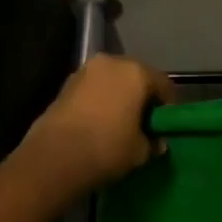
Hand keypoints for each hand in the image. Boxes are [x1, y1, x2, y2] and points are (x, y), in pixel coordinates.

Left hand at [22, 54, 177, 193]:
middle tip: (142, 123)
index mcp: (137, 72)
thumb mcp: (140, 151)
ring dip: (118, 97)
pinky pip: (93, 89)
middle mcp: (112, 63)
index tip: (163, 127)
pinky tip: (97, 124)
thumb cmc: (107, 148)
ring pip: (112, 81)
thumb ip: (152, 142)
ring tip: (118, 124)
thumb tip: (156, 143)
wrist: (54, 158)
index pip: (164, 84)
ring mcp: (85, 71)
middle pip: (136, 77)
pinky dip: (99, 101)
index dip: (167, 107)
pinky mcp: (65, 84)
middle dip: (141, 97)